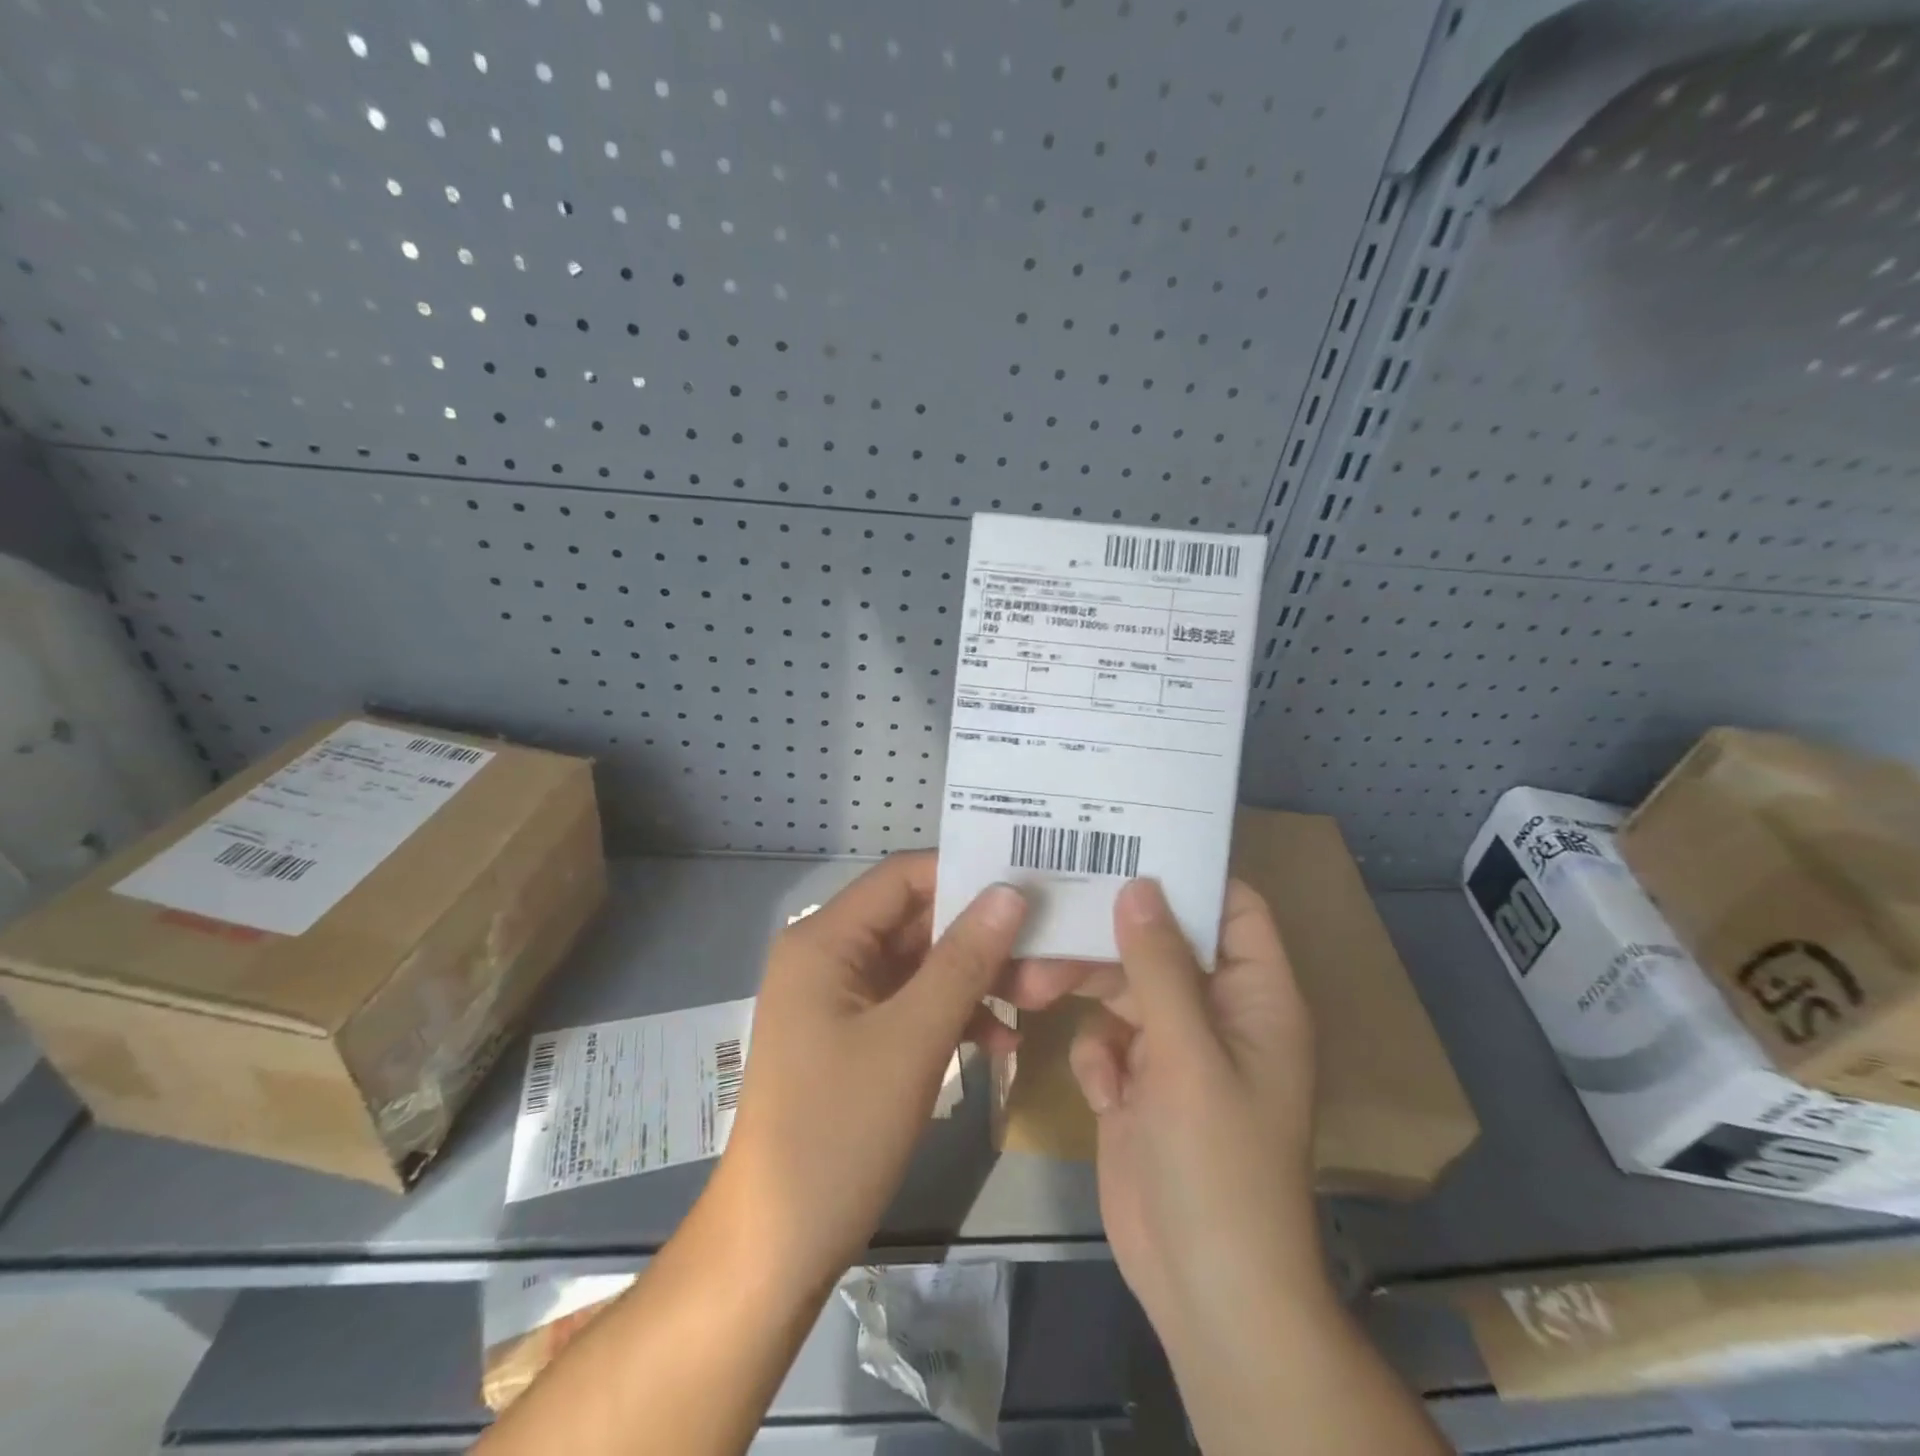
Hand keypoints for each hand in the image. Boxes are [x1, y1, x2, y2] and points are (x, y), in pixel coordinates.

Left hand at [716, 852, 1089, 1282]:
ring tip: (1034, 1000)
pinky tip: (999, 1043)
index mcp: (824, 939)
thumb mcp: (912, 1039)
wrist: (777, 1246)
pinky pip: (910, 1004)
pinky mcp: (852, 1036)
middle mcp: (827, 955)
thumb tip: (1010, 892)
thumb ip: (964, 960)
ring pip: (919, 964)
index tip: (1028, 885)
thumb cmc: (838, 1131)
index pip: (903, 876)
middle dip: (979, 935)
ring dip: (973, 978)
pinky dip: (952, 1015)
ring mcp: (839, 998)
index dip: (964, 873)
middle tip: (1045, 949)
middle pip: (914, 920)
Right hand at [1068, 878, 1322, 1347]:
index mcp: (1255, 996)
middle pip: (1160, 943)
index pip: (1233, 908)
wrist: (1205, 1291)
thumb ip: (1160, 965)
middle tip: (1046, 920)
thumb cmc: (1217, 1163)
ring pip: (1123, 988)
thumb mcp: (1189, 1054)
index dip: (1188, 875)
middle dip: (1105, 937)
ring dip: (1082, 989)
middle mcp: (1218, 1013)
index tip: (1126, 847)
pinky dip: (1098, 1055)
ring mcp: (1177, 1050)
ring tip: (1030, 988)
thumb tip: (1139, 886)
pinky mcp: (1141, 1083)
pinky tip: (1101, 1091)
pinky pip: (1109, 1038)